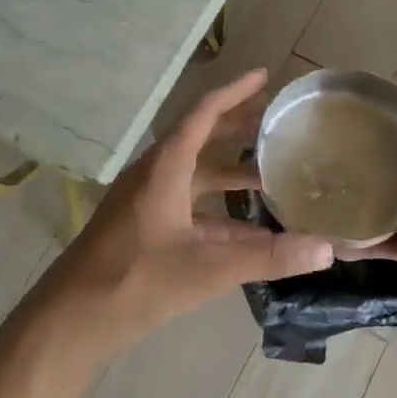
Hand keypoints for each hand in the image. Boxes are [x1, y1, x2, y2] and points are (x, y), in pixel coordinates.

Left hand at [23, 69, 335, 367]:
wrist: (71, 320)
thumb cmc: (135, 280)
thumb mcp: (208, 267)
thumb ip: (268, 256)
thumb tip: (326, 249)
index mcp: (165, 167)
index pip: (203, 114)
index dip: (235, 92)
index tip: (264, 77)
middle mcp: (156, 176)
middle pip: (201, 139)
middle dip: (237, 127)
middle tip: (274, 119)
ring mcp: (147, 204)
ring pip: (197, 178)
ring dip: (231, 174)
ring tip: (272, 174)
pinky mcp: (145, 231)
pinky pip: (190, 210)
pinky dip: (220, 214)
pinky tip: (250, 232)